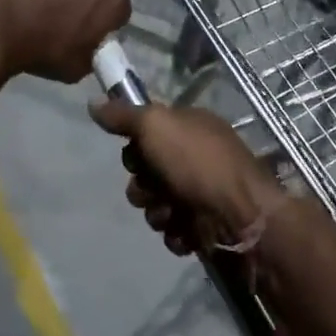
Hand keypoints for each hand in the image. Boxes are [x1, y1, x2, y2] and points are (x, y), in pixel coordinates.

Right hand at [88, 101, 287, 255]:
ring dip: (158, 212)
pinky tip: (187, 232)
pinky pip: (173, 231)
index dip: (136, 147)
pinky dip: (176, 233)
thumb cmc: (199, 165)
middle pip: (147, 172)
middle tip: (155, 189)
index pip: (148, 133)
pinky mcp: (204, 227)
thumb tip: (93, 102)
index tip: (137, 155)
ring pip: (157, 204)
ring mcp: (202, 193)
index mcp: (192, 127)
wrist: (242, 219)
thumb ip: (124, 115)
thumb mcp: (158, 127)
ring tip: (174, 214)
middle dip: (143, 186)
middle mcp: (197, 157)